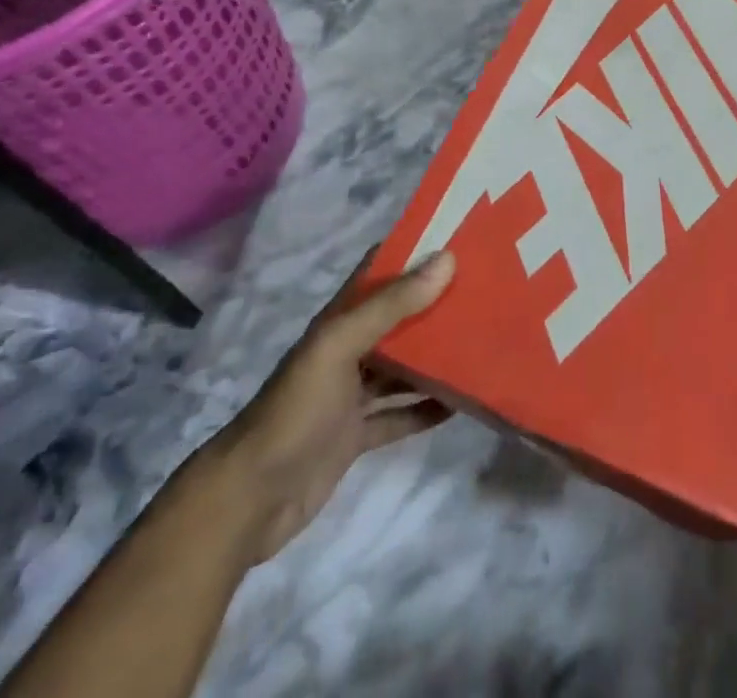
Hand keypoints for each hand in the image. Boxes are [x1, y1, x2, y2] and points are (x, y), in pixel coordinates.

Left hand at [210, 250, 455, 564]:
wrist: (250, 499)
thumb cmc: (296, 410)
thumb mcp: (340, 347)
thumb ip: (391, 306)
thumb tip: (446, 259)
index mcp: (340, 321)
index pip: (379, 271)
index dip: (413, 251)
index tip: (459, 236)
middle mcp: (348, 350)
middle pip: (398, 318)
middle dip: (436, 303)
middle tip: (486, 290)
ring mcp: (352, 394)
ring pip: (403, 366)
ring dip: (436, 357)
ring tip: (482, 343)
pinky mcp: (357, 435)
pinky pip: (401, 415)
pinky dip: (427, 409)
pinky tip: (460, 403)